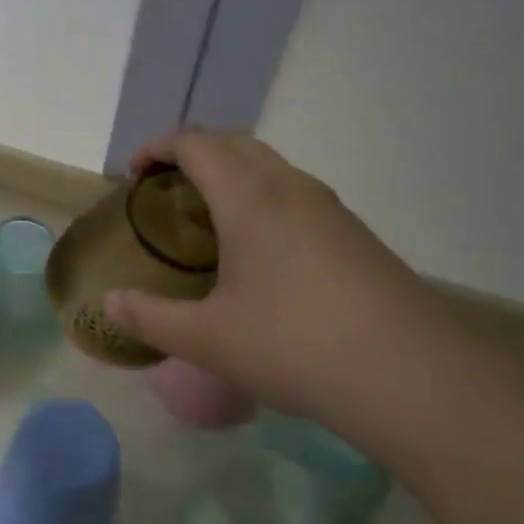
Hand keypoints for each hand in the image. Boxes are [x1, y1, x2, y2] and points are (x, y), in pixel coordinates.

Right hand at [104, 131, 456, 438]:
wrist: (415, 380)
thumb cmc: (296, 346)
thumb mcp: (209, 339)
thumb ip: (151, 317)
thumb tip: (108, 305)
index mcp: (249, 197)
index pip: (195, 143)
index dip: (157, 148)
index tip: (134, 174)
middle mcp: (290, 188)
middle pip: (234, 143)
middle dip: (194, 154)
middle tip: (167, 192)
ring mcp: (331, 210)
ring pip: (271, 167)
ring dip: (233, 175)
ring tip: (211, 220)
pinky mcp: (357, 236)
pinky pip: (297, 195)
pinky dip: (264, 199)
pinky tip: (264, 254)